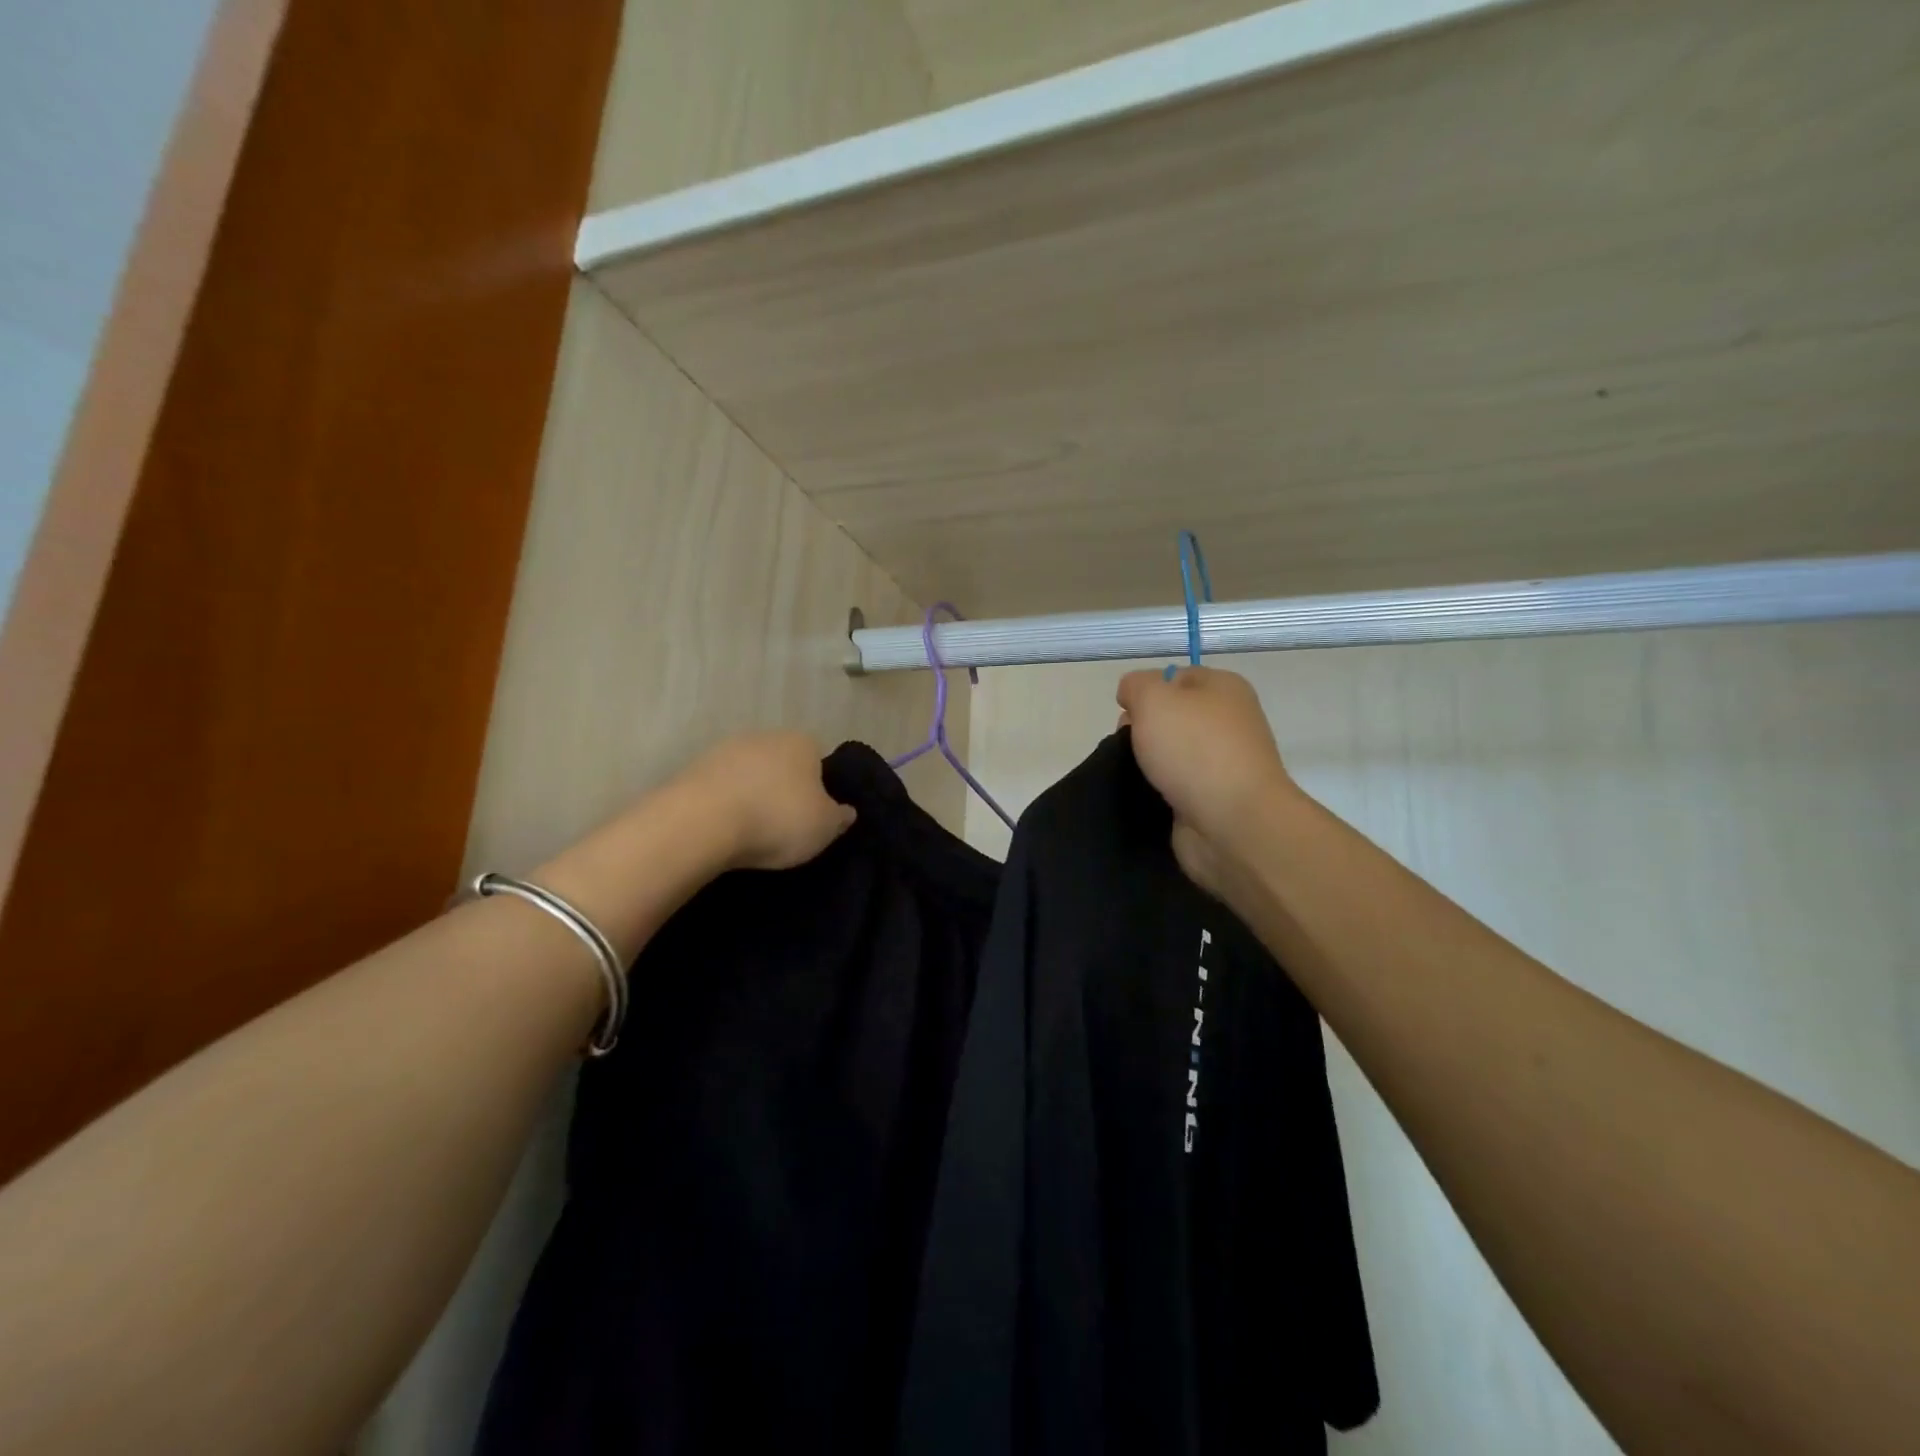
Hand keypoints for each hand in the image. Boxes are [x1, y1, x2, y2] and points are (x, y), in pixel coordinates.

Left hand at [676, 732, 856, 870]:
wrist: (702, 822)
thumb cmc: (777, 819)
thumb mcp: (824, 827)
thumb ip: (839, 817)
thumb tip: (846, 811)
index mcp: (802, 743)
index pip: (818, 759)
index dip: (819, 788)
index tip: (813, 816)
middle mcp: (765, 736)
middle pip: (782, 764)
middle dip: (783, 789)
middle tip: (784, 825)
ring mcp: (725, 750)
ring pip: (749, 775)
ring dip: (751, 796)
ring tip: (751, 833)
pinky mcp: (693, 769)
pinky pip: (720, 789)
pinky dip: (724, 806)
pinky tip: (723, 831)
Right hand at [1116, 667, 1297, 896]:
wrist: (1233, 824)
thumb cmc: (1195, 750)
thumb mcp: (1154, 698)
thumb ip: (1136, 685)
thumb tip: (1132, 695)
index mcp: (1224, 689)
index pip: (1175, 677)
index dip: (1146, 691)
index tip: (1128, 714)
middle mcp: (1227, 722)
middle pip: (1169, 717)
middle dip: (1141, 730)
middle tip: (1130, 747)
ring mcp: (1221, 764)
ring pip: (1168, 754)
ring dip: (1145, 763)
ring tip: (1132, 775)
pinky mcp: (1211, 799)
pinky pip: (1173, 786)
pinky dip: (1155, 791)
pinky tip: (1144, 797)